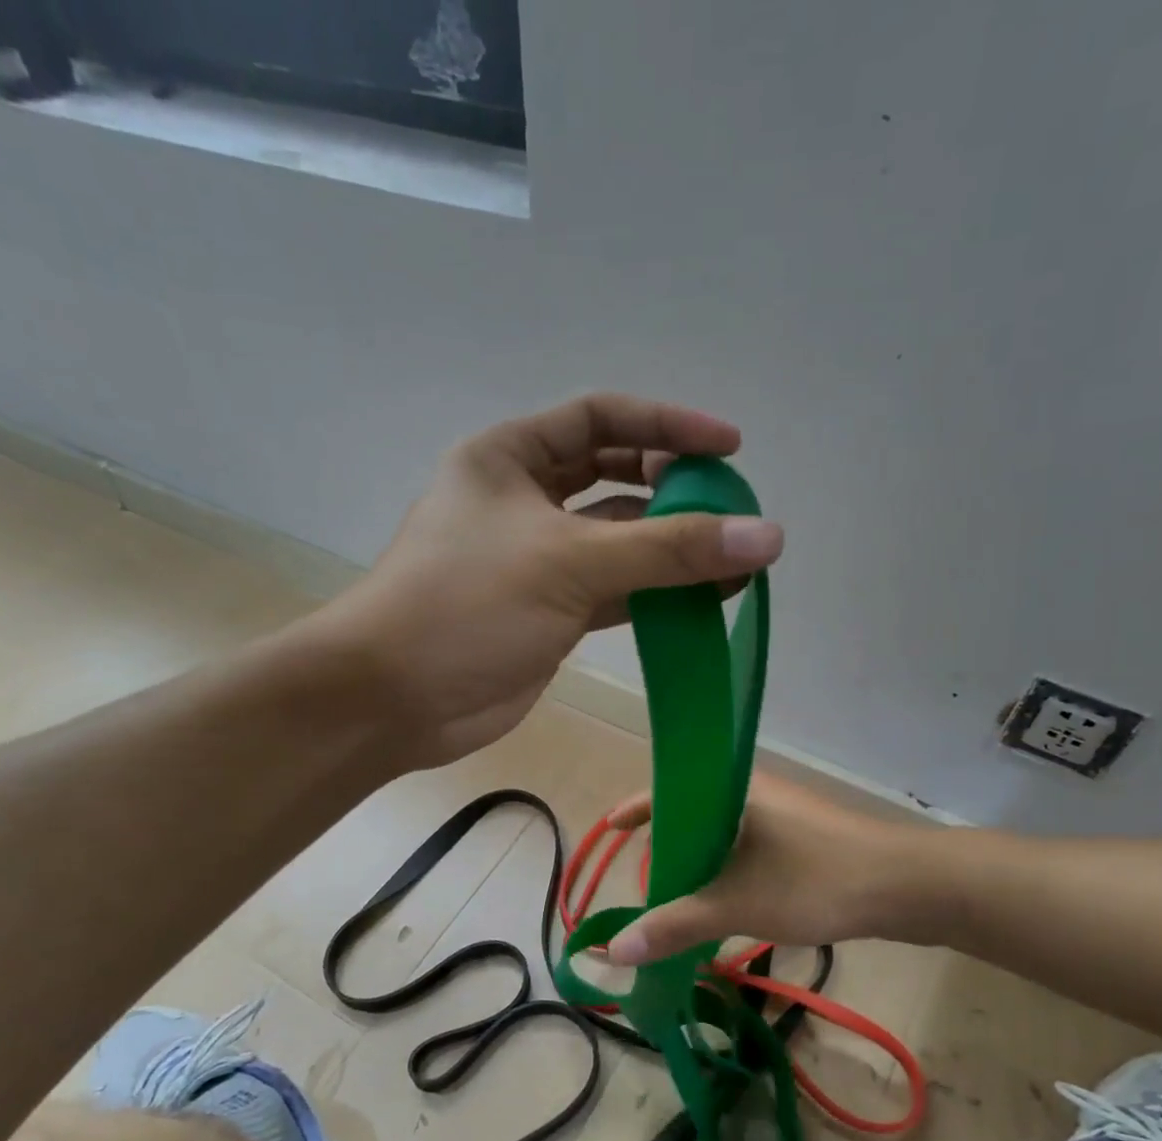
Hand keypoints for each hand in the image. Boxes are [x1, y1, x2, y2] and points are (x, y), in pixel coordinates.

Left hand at [322, 394, 782, 767]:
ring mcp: (537, 561)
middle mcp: (522, 500)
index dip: (667, 425)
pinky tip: (702, 601)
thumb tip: (767, 535)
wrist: (394, 701)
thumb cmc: (466, 606)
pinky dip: (655, 594)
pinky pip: (614, 591)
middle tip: (730, 509)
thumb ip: (669, 549)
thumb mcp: (569, 562)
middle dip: (671, 489)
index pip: (601, 418)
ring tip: (734, 560)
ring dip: (670, 549)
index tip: (729, 448)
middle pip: (613, 477)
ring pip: (617, 541)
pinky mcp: (548, 613)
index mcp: (509, 457)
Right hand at [602, 775, 911, 962]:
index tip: (610, 830)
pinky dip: (730, 869)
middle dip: (667, 843)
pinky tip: (727, 899)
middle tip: (646, 877)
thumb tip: (613, 950)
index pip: (669, 788)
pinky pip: (751, 846)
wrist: (909, 887)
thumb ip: (674, 925)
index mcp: (734, 788)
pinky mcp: (807, 836)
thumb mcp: (737, 905)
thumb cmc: (815, 881)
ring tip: (679, 894)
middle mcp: (757, 790)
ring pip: (726, 832)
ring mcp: (786, 813)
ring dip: (700, 861)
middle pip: (695, 811)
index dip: (636, 810)